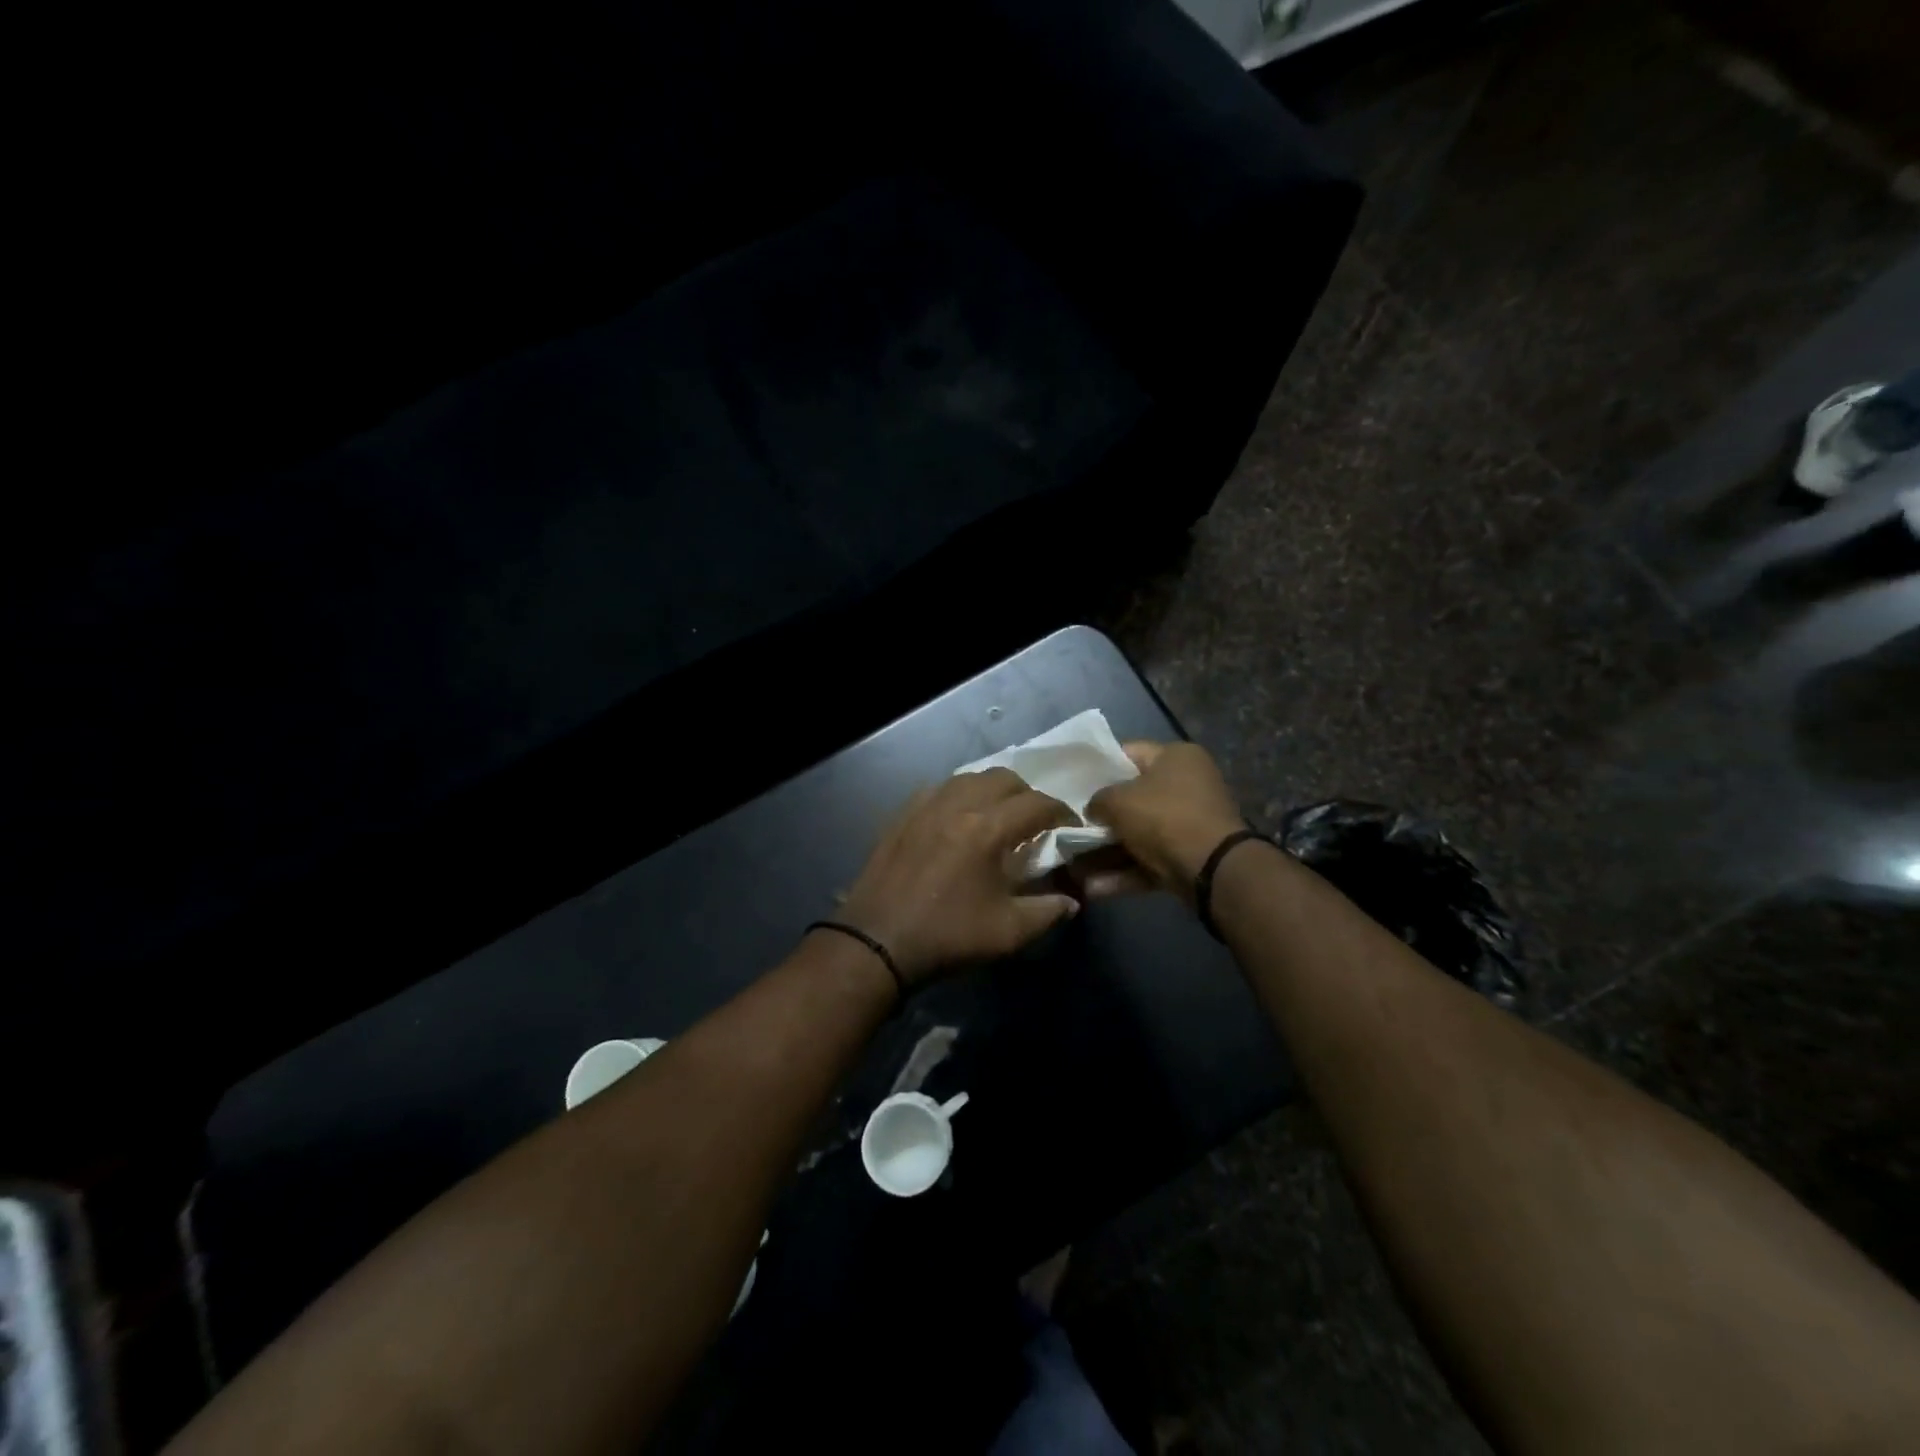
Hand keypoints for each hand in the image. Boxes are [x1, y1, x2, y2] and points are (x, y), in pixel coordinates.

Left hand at [835, 768, 1079, 984]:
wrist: (877, 942)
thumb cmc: (947, 936)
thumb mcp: (1008, 932)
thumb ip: (1048, 911)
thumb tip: (1071, 899)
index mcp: (987, 828)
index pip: (1037, 803)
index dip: (1062, 813)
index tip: (1070, 829)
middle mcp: (957, 805)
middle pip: (1004, 778)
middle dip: (1028, 795)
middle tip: (1035, 822)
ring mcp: (924, 806)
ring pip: (969, 778)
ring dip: (992, 791)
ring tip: (998, 818)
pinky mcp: (902, 815)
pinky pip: (938, 789)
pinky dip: (958, 796)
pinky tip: (958, 820)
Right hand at [1081, 741, 1246, 904]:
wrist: (1212, 869)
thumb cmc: (1164, 818)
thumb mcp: (1119, 801)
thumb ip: (1098, 800)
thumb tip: (1093, 810)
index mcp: (1176, 757)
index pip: (1129, 753)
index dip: (1099, 767)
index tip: (1074, 784)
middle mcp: (1187, 785)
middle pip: (1133, 797)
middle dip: (1102, 816)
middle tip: (1071, 825)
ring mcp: (1190, 823)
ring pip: (1139, 834)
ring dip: (1107, 852)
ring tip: (1074, 865)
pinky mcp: (1189, 857)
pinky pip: (1149, 861)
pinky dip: (1124, 873)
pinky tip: (1093, 887)